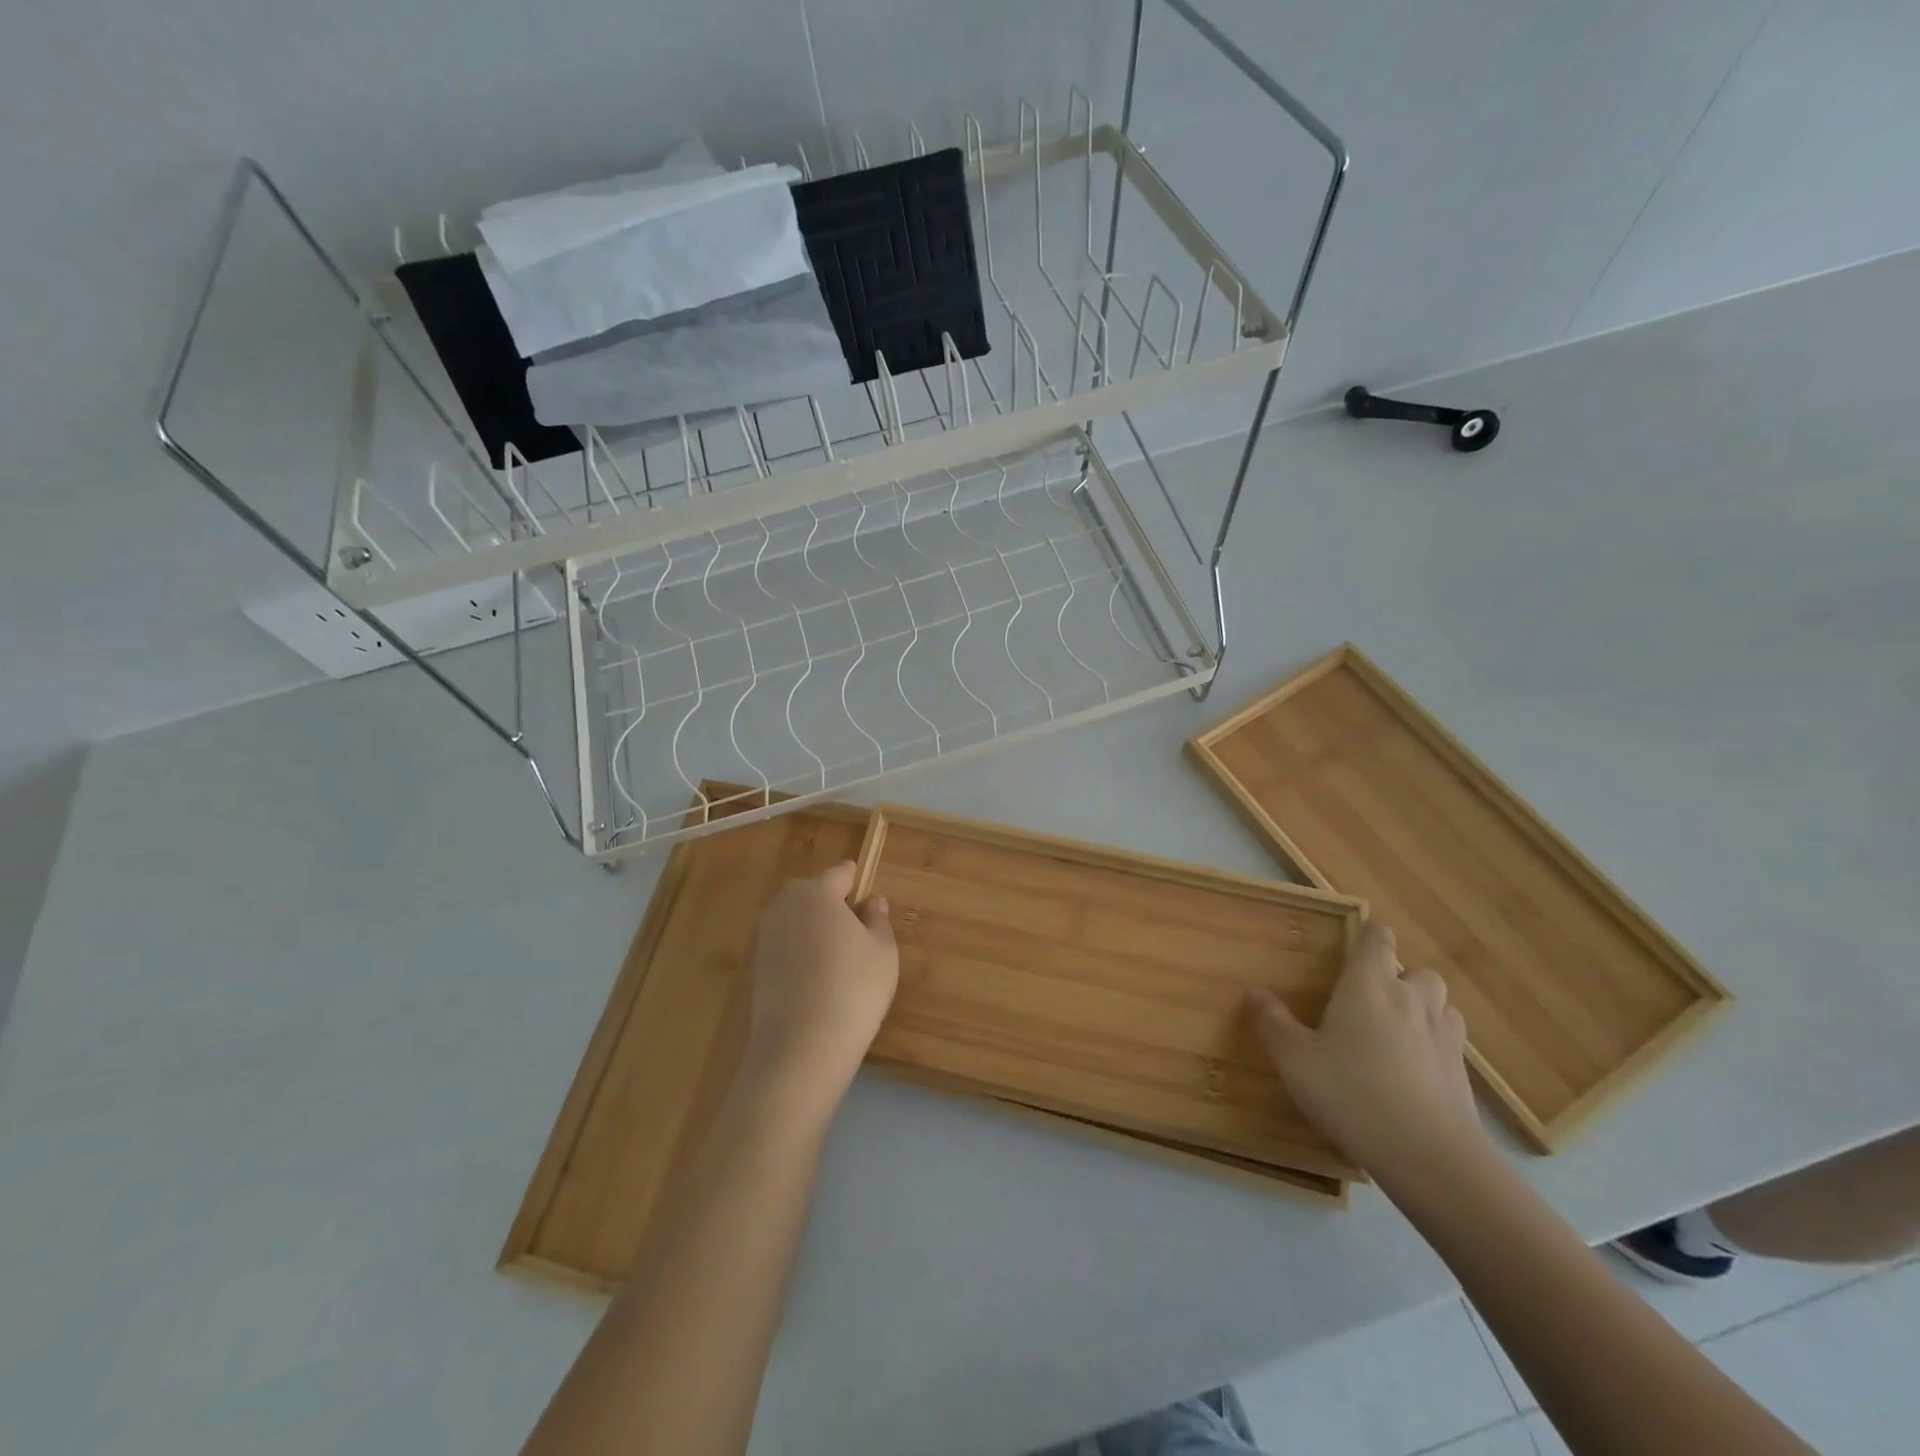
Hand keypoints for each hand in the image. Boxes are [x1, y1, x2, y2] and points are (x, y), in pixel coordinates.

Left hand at [741, 861, 897, 1116]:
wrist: (801, 1046)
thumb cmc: (853, 987)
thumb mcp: (883, 951)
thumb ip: (878, 920)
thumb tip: (872, 901)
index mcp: (816, 891)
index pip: (840, 873)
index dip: (858, 884)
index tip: (872, 904)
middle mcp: (784, 906)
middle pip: (813, 894)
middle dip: (833, 906)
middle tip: (858, 935)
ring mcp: (765, 937)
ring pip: (797, 922)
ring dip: (815, 932)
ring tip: (840, 962)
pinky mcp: (756, 968)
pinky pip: (785, 948)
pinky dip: (801, 956)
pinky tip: (818, 983)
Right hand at [1249, 921, 1485, 1189]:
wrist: (1430, 1156)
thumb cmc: (1351, 1093)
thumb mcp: (1295, 1060)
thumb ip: (1274, 1023)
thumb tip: (1256, 993)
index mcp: (1368, 986)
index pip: (1378, 940)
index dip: (1370, 935)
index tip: (1357, 943)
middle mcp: (1411, 1000)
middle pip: (1419, 971)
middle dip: (1401, 977)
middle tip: (1374, 998)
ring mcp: (1444, 1038)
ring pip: (1441, 1006)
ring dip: (1424, 1009)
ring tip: (1397, 1032)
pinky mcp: (1463, 1075)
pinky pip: (1450, 1044)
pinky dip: (1435, 1047)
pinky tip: (1415, 1072)